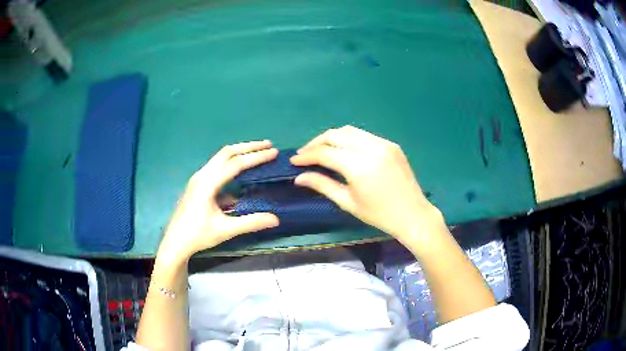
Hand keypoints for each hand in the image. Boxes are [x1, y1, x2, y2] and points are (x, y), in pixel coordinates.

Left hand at [158, 141, 279, 261]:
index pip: (236, 164)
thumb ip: (251, 222)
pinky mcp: (197, 184)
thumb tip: (276, 219)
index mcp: (208, 183)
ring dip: (239, 153)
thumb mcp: (226, 230)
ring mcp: (198, 178)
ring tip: (257, 152)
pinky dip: (231, 163)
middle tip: (267, 145)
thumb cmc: (198, 235)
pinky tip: (240, 171)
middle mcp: (202, 175)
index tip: (273, 152)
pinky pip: (216, 167)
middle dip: (248, 147)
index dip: (256, 157)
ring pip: (220, 158)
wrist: (175, 242)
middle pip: (226, 152)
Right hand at [290, 126, 442, 243]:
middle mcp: (370, 148)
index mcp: (359, 166)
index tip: (294, 161)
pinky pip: (364, 135)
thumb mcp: (348, 202)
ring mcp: (383, 143)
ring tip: (321, 150)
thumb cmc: (379, 215)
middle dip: (316, 142)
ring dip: (331, 137)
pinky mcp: (391, 144)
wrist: (413, 214)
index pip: (325, 152)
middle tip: (305, 154)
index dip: (306, 155)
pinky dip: (349, 139)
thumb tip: (299, 177)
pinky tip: (344, 150)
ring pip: (349, 130)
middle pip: (335, 134)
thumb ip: (322, 185)